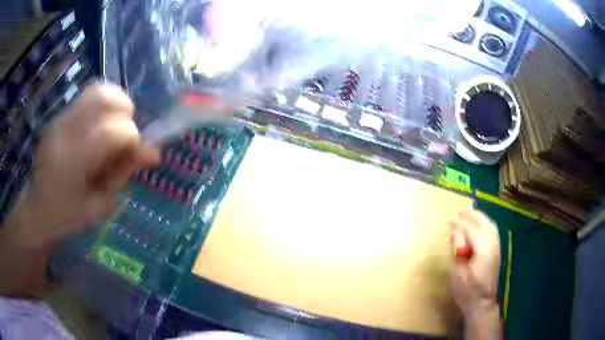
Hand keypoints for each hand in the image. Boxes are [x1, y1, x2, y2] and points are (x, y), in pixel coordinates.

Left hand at [1, 85, 159, 249]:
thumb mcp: (100, 204)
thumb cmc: (68, 217)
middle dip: (125, 114)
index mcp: (75, 160)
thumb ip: (124, 173)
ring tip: (114, 125)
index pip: (116, 130)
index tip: (135, 155)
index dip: (134, 139)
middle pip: (106, 99)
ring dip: (114, 103)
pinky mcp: (58, 117)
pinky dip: (101, 104)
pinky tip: (99, 126)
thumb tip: (155, 152)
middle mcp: (66, 131)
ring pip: (97, 90)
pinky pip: (86, 97)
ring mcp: (60, 120)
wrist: (37, 212)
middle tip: (125, 137)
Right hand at [449, 209, 500, 315]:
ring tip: (469, 214)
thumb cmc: (467, 291)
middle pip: (484, 223)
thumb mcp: (458, 273)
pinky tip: (478, 226)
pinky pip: (492, 231)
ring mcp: (496, 248)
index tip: (450, 219)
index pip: (472, 229)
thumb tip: (456, 233)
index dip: (460, 223)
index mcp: (483, 250)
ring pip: (490, 225)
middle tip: (460, 211)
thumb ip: (458, 250)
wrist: (482, 304)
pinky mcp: (497, 252)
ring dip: (480, 218)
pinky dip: (485, 224)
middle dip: (472, 215)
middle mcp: (493, 245)